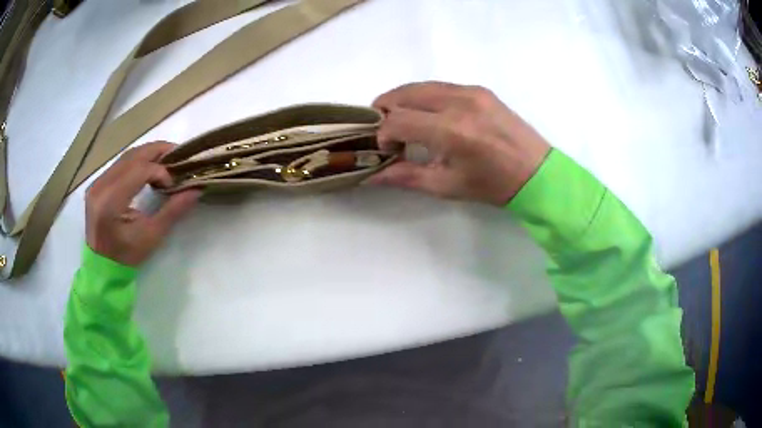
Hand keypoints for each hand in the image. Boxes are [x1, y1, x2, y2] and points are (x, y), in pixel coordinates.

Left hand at [85, 142, 200, 265]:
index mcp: (111, 201)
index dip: (161, 171)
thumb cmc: (127, 256)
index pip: (139, 170)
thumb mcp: (152, 236)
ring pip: (126, 156)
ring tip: (166, 160)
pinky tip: (148, 167)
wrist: (102, 266)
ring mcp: (96, 183)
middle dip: (157, 151)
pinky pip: (120, 163)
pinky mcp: (97, 184)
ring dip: (148, 154)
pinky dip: (137, 161)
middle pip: (132, 156)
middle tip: (178, 154)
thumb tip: (196, 188)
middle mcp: (100, 186)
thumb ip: (173, 210)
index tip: (174, 184)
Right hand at [371, 82, 550, 205]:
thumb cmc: (493, 185)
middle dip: (386, 110)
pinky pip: (440, 86)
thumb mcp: (447, 186)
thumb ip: (406, 176)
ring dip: (404, 100)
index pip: (398, 120)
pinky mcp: (480, 90)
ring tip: (403, 121)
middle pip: (404, 94)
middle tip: (386, 130)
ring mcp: (470, 91)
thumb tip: (371, 175)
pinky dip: (425, 97)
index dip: (384, 134)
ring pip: (421, 85)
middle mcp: (458, 102)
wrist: (536, 172)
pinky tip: (429, 114)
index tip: (388, 149)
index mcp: (450, 131)